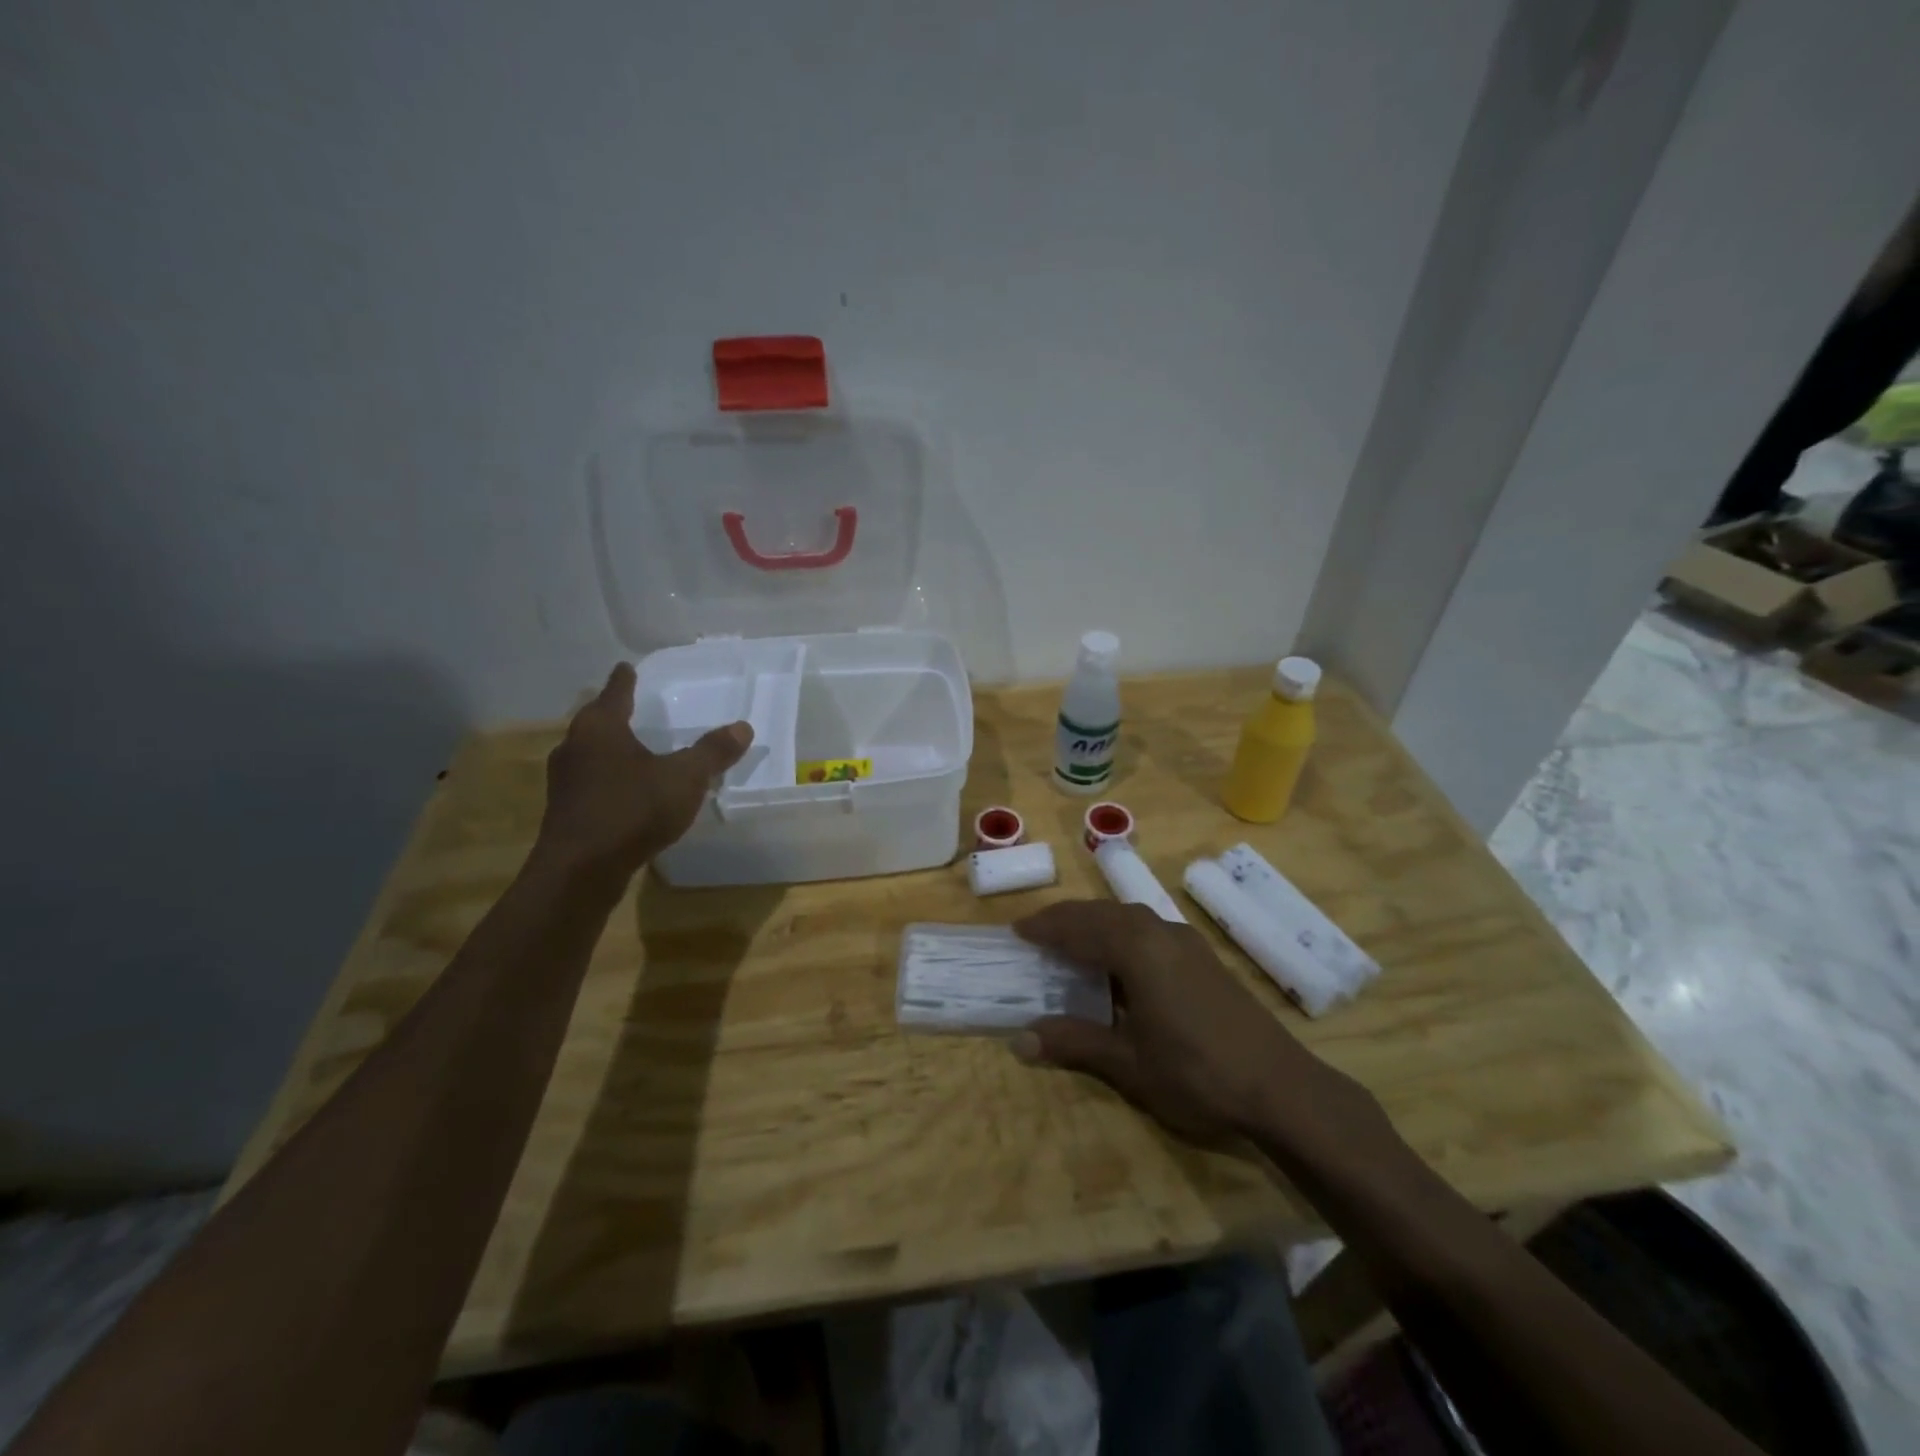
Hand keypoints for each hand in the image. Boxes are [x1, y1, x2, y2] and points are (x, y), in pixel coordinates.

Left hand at [534, 664, 752, 880]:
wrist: (580, 871)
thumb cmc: (632, 809)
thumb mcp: (684, 778)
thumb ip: (713, 752)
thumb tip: (743, 726)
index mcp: (600, 727)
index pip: (615, 691)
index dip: (625, 679)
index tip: (627, 667)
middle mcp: (575, 746)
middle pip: (596, 721)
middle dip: (614, 714)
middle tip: (634, 708)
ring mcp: (565, 781)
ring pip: (590, 753)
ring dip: (610, 749)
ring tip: (633, 749)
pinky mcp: (565, 811)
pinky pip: (591, 782)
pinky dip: (609, 779)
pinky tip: (626, 791)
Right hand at [1011, 901, 1388, 1154]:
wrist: (1281, 1087)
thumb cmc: (1197, 1073)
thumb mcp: (1128, 1063)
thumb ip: (1074, 1043)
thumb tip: (1019, 1040)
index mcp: (1136, 948)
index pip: (1078, 928)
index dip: (1045, 929)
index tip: (1016, 931)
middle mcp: (1159, 932)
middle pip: (1101, 913)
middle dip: (1066, 919)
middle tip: (1036, 932)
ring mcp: (1185, 942)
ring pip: (1127, 917)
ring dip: (1094, 923)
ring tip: (1070, 941)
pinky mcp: (1202, 957)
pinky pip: (1148, 929)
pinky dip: (1120, 933)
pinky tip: (1119, 960)